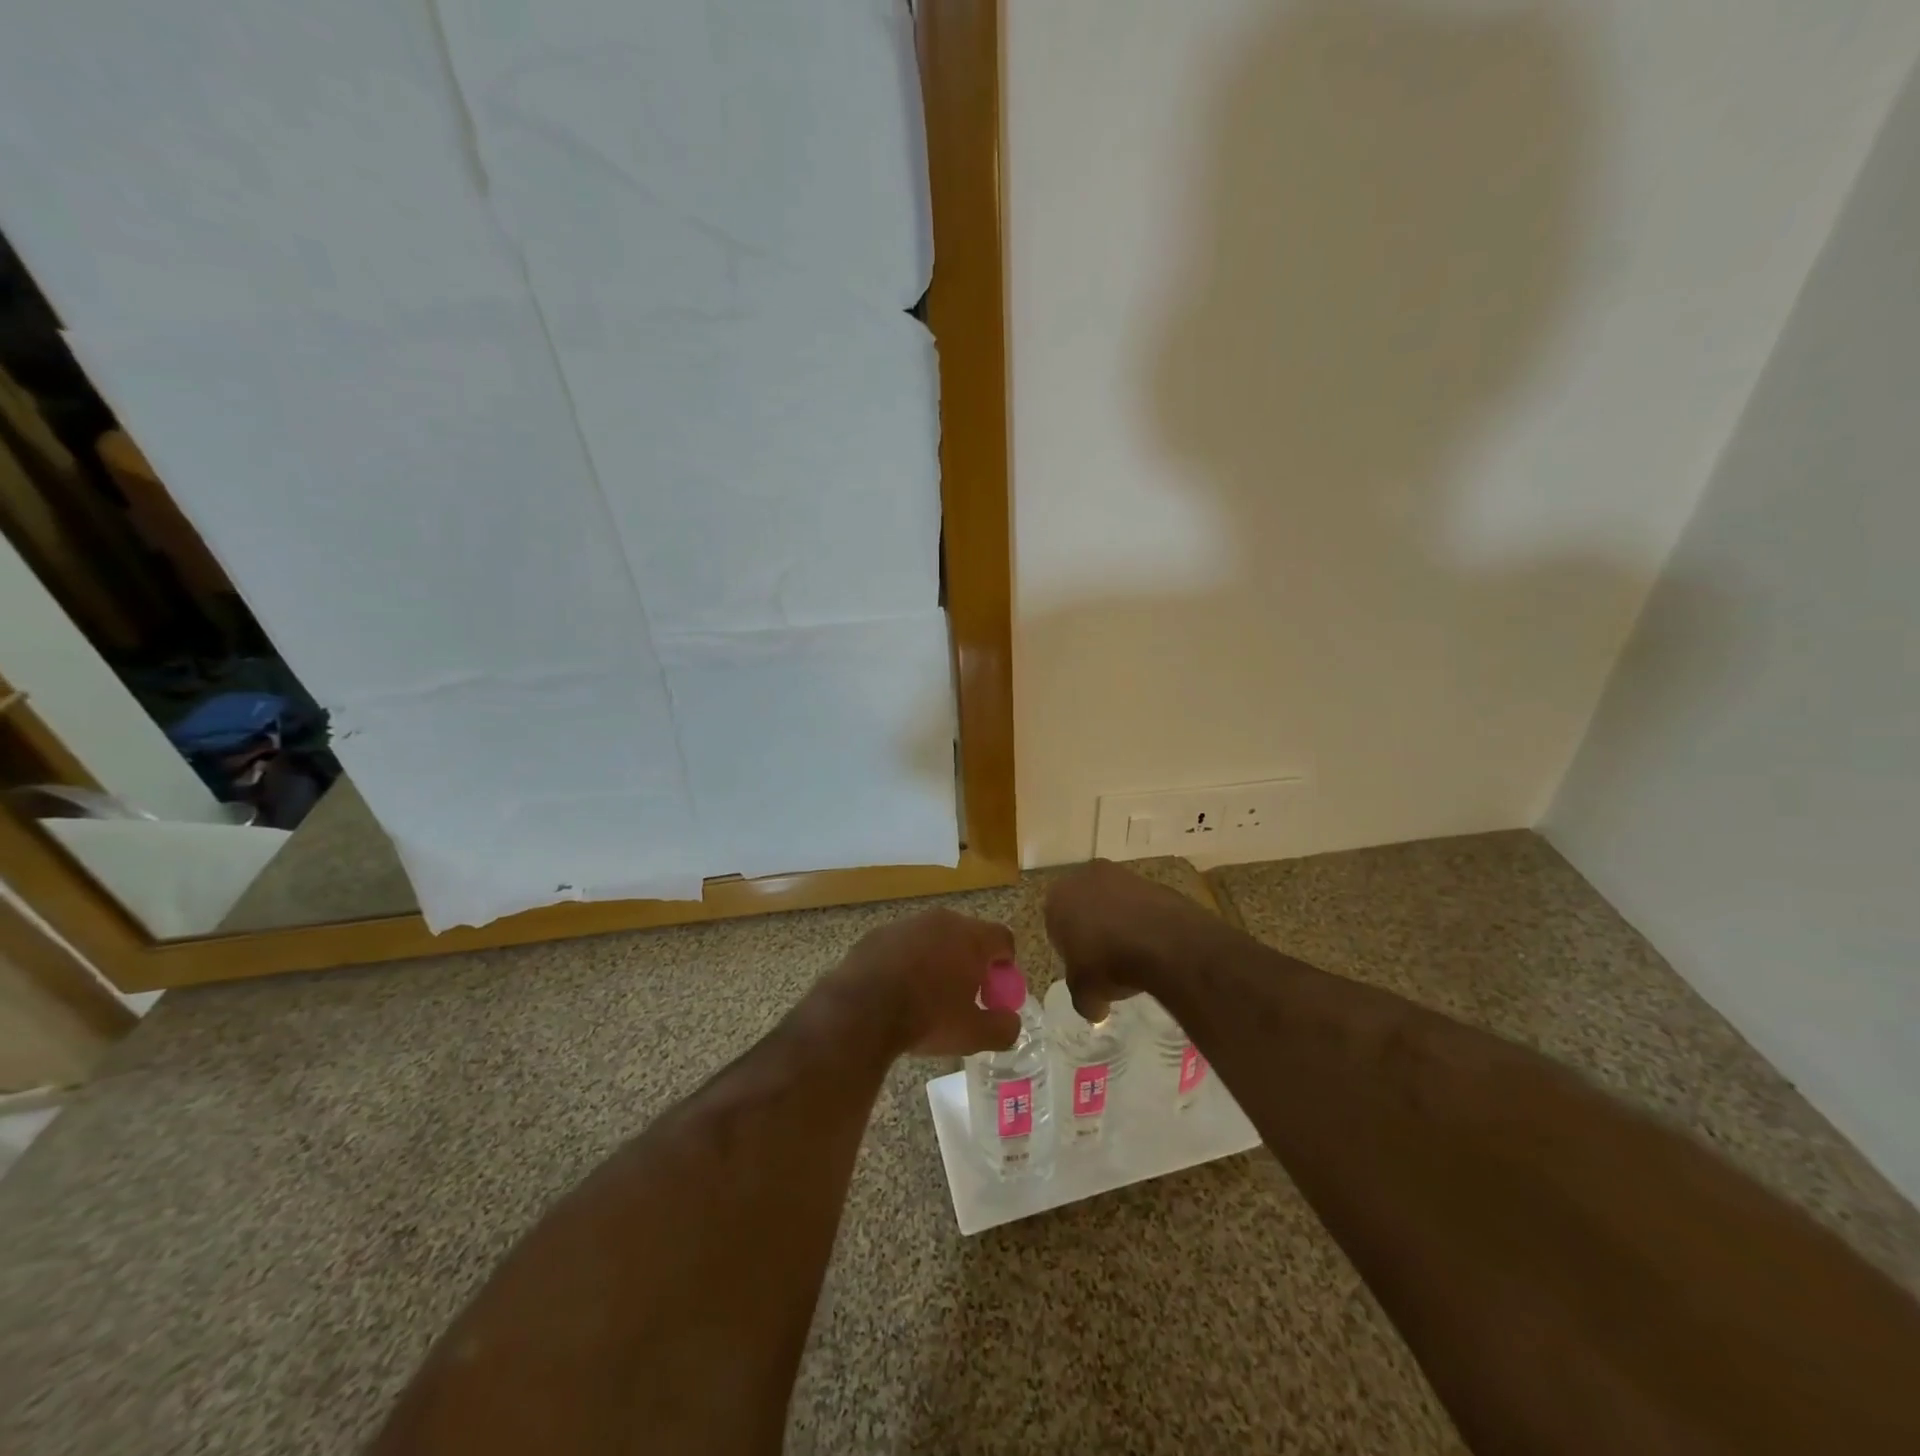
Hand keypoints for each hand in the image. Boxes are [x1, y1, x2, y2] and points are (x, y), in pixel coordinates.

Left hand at [829, 908, 1021, 1057]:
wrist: (862, 1010)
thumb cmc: (927, 1018)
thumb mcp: (973, 1034)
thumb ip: (1002, 1028)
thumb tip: (1011, 1022)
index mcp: (971, 937)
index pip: (1003, 939)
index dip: (1006, 965)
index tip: (998, 991)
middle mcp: (941, 920)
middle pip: (968, 935)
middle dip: (972, 962)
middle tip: (966, 995)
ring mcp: (907, 924)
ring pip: (933, 938)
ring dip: (938, 960)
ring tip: (928, 995)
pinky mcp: (877, 934)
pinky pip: (903, 945)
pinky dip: (907, 962)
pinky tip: (897, 991)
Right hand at [1045, 860, 1216, 1021]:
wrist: (1164, 941)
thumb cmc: (1108, 963)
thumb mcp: (1086, 993)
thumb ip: (1083, 1000)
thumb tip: (1094, 1010)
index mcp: (1057, 899)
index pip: (1055, 923)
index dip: (1068, 947)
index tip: (1082, 967)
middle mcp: (1084, 877)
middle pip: (1083, 906)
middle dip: (1092, 928)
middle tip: (1105, 959)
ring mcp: (1120, 874)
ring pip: (1112, 902)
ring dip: (1119, 922)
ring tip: (1134, 954)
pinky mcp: (1151, 880)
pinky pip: (1140, 904)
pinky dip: (1143, 920)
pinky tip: (1153, 944)